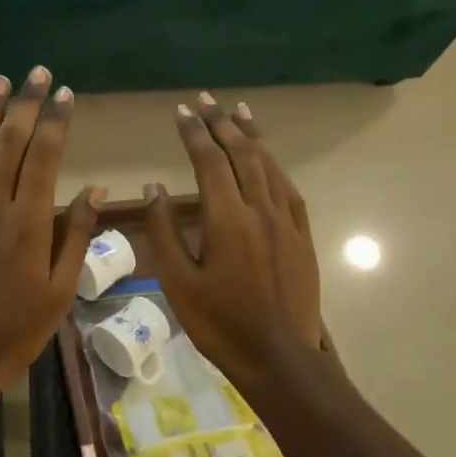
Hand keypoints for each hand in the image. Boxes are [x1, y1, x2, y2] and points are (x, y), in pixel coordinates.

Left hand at [0, 67, 103, 407]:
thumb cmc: (13, 332)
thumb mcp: (59, 292)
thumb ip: (76, 236)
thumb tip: (95, 189)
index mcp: (27, 223)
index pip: (44, 157)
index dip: (55, 120)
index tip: (65, 92)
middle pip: (8, 143)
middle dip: (25, 104)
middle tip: (36, 72)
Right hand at [142, 94, 323, 388]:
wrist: (279, 356)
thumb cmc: (220, 323)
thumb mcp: (178, 282)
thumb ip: (163, 231)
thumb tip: (154, 188)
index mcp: (226, 218)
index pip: (209, 161)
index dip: (194, 132)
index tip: (181, 111)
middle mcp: (259, 209)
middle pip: (241, 154)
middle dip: (222, 123)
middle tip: (206, 100)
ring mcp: (285, 221)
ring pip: (268, 165)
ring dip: (251, 136)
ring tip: (238, 111)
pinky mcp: (302, 235)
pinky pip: (288, 188)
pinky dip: (275, 165)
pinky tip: (268, 158)